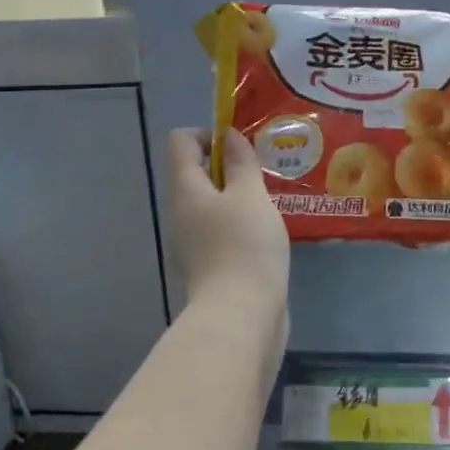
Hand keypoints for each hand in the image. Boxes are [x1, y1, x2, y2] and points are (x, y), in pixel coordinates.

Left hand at [166, 128, 289, 319]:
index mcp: (185, 190)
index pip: (181, 141)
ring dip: (238, 197)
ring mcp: (192, 241)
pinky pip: (220, 229)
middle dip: (228, 167)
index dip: (209, 134)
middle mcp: (181, 212)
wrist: (240, 315)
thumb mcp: (250, 195)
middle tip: (262, 176)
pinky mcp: (208, 264)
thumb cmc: (244, 246)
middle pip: (195, 172)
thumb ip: (241, 163)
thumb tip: (229, 137)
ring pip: (211, 203)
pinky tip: (265, 234)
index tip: (240, 148)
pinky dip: (239, 224)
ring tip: (269, 204)